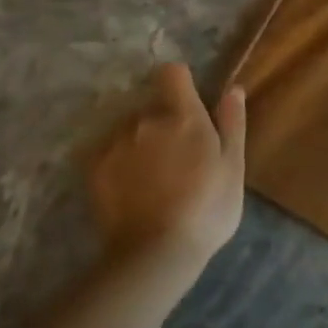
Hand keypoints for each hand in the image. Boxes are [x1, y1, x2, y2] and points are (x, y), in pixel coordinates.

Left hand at [87, 63, 245, 288]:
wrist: (155, 254)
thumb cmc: (206, 210)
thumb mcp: (233, 168)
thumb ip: (232, 124)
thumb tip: (233, 89)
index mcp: (183, 115)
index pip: (172, 73)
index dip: (179, 83)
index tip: (186, 103)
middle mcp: (146, 119)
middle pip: (151, 106)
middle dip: (161, 123)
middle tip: (174, 159)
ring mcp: (117, 142)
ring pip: (129, 130)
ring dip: (139, 143)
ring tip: (150, 180)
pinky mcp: (94, 167)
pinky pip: (108, 152)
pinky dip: (118, 164)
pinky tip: (129, 191)